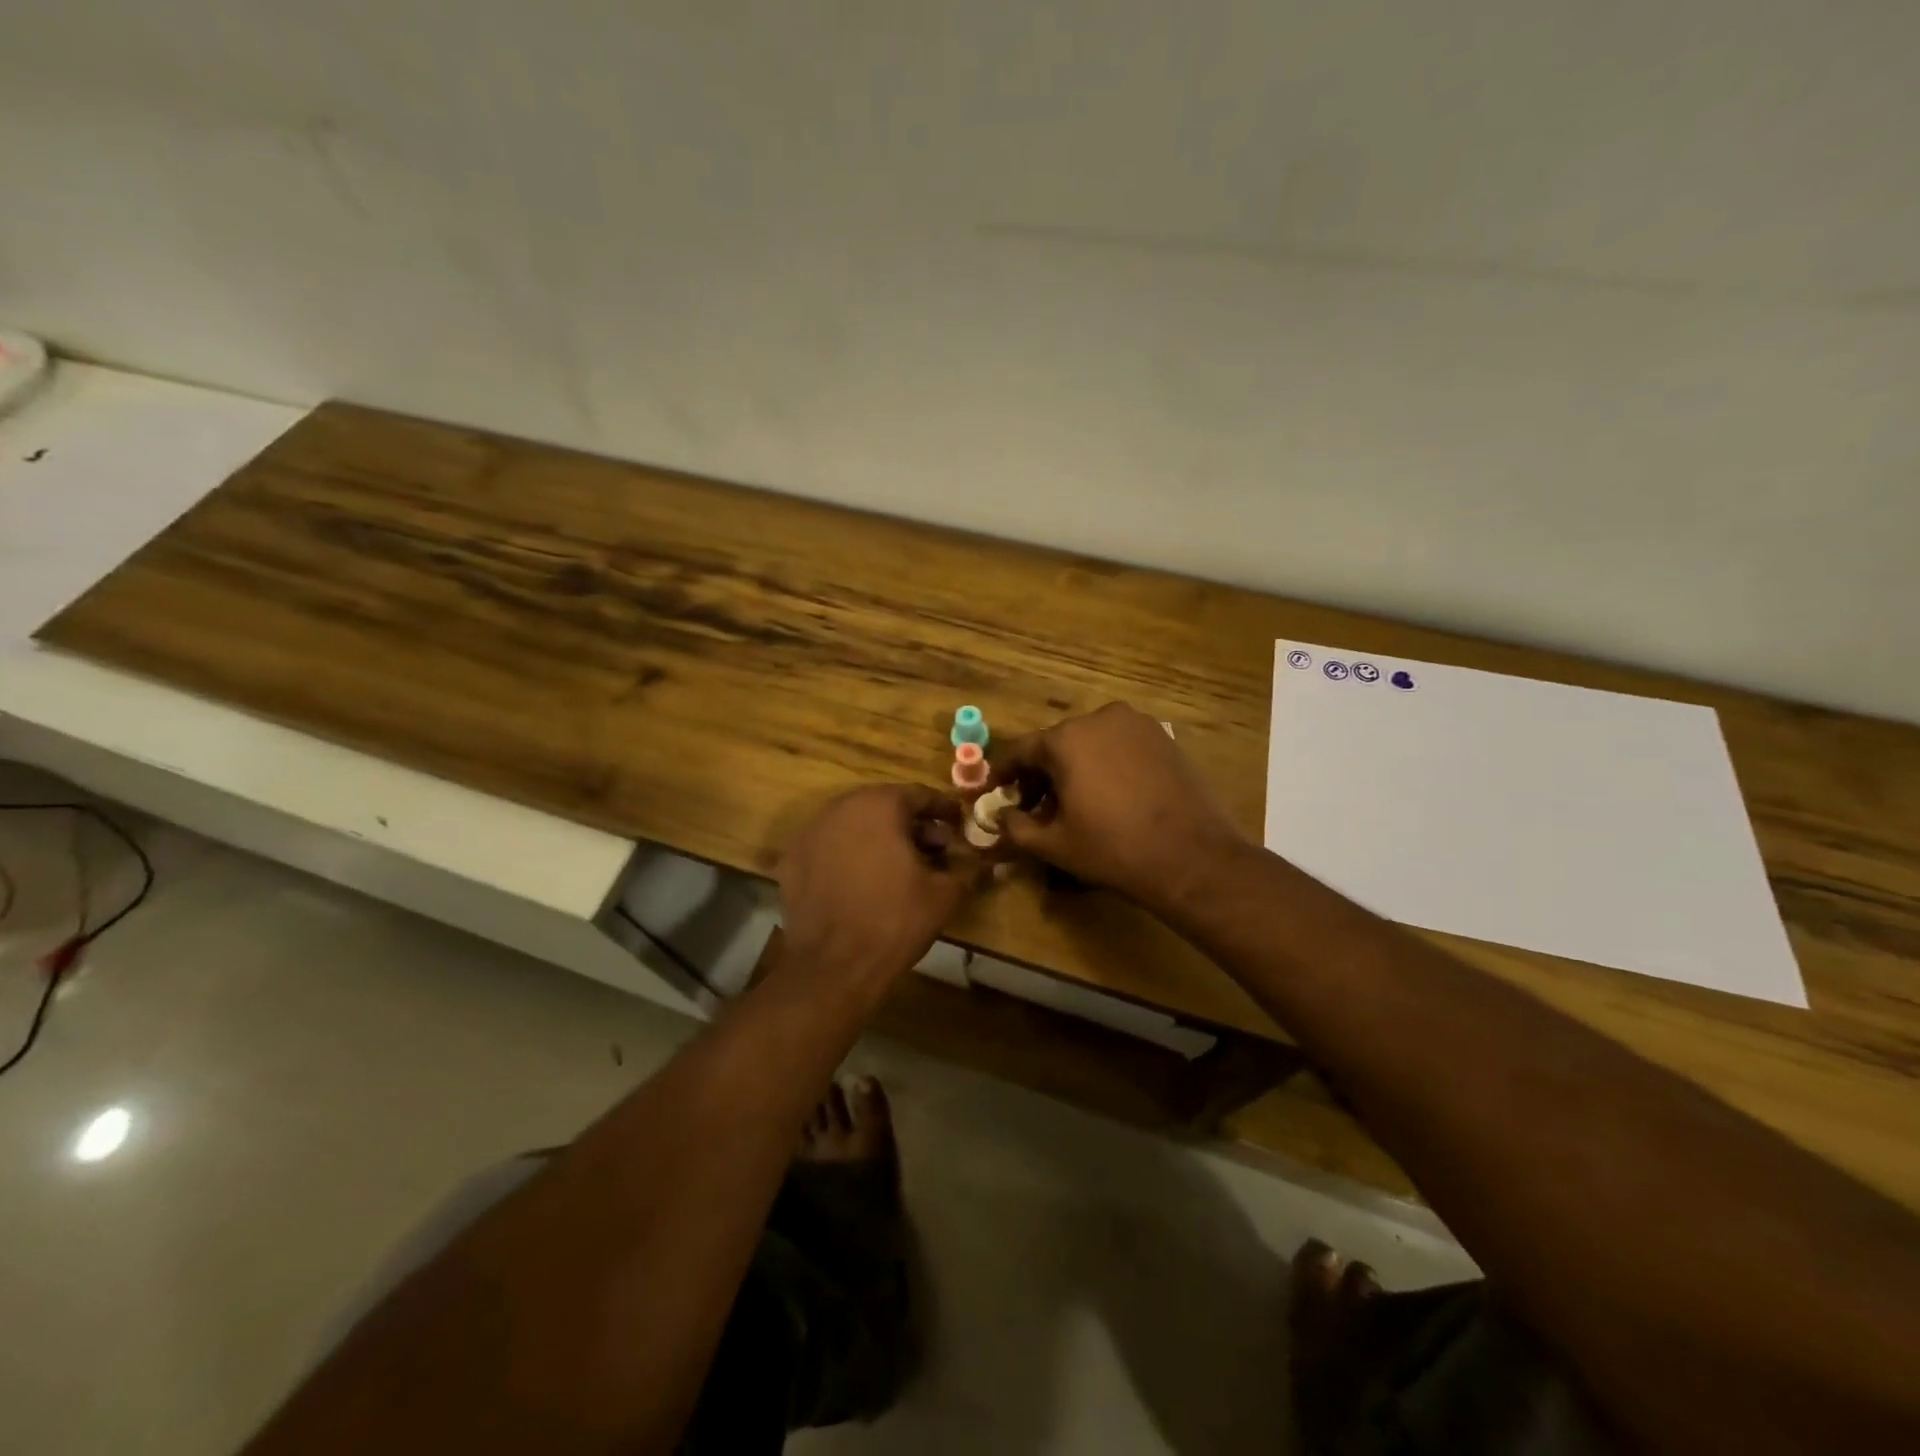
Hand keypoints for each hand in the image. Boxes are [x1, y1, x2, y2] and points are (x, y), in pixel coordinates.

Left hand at [777, 785, 975, 987]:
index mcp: (880, 805)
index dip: (943, 810)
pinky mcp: (791, 860)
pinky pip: (830, 847)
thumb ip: (967, 870)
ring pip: (854, 824)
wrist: (833, 966)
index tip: (958, 823)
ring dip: (879, 838)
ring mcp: (810, 832)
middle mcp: (841, 807)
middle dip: (911, 824)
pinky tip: (863, 881)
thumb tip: (984, 864)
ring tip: (899, 866)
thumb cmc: (895, 921)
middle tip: (934, 848)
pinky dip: (849, 855)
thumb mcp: (944, 895)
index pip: (919, 795)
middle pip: (884, 806)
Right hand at [989, 703, 1246, 909]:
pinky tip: (1111, 794)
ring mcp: (1136, 724)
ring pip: (1091, 742)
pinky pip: (1121, 745)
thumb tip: (1001, 816)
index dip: (1005, 772)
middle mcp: (1099, 719)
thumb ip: (1016, 827)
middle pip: (1057, 743)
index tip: (995, 790)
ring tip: (1075, 801)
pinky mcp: (1164, 736)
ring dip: (1076, 766)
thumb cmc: (1113, 849)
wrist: (1190, 855)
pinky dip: (1107, 763)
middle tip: (1037, 805)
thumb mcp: (1054, 844)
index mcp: (1066, 739)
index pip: (1022, 750)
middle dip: (1042, 773)